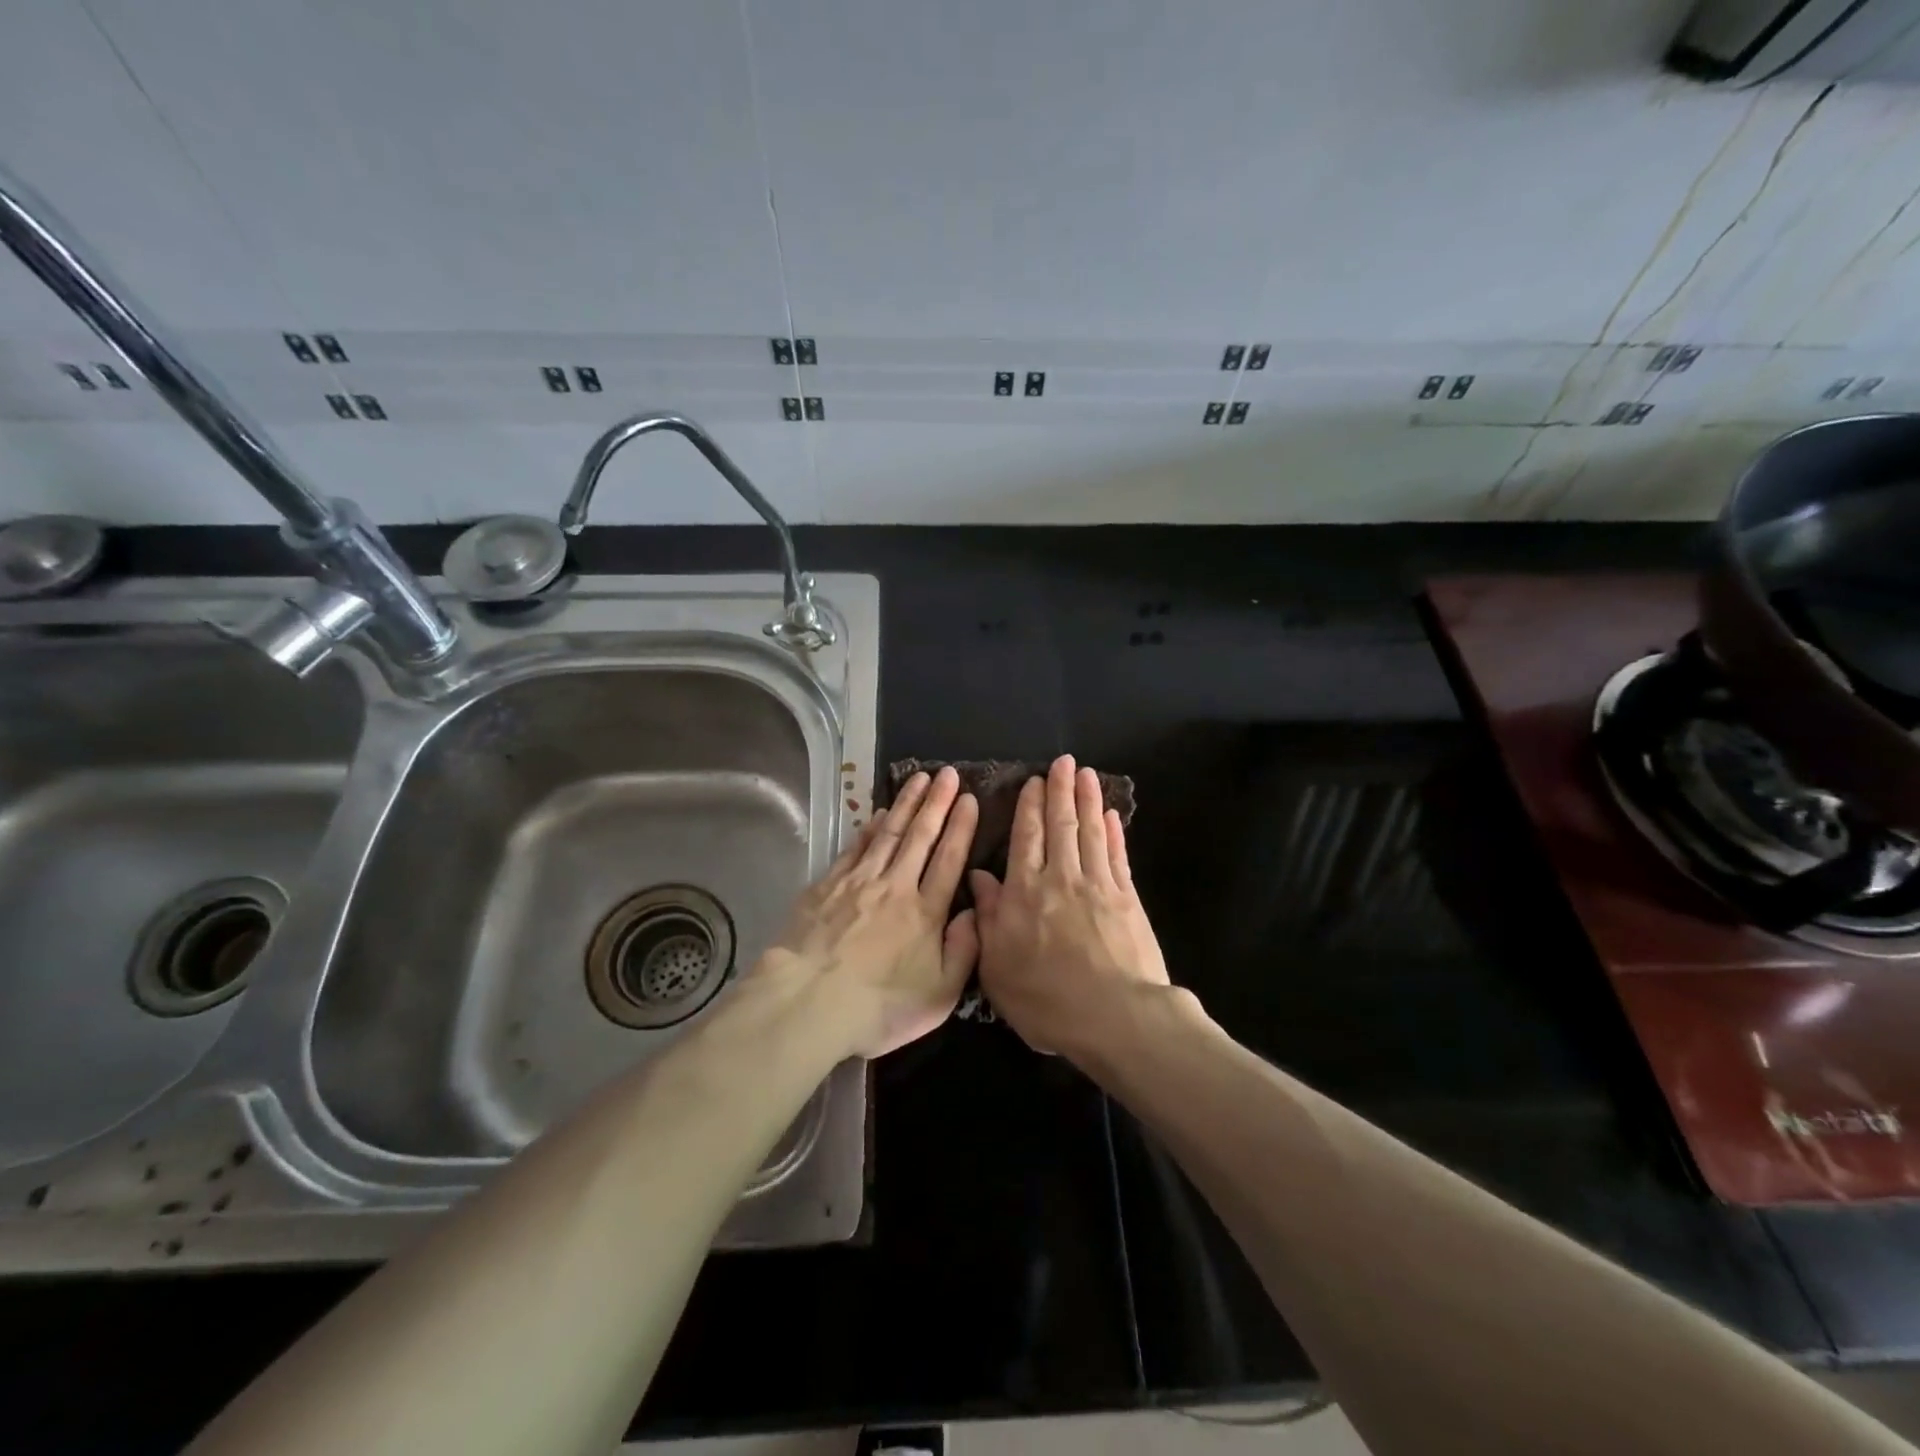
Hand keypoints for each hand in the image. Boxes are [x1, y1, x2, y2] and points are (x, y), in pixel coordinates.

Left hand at [757, 767, 979, 1058]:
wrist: (808, 1002)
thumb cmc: (878, 1007)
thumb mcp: (939, 996)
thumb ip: (964, 951)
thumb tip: (975, 913)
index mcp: (926, 912)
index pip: (949, 859)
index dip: (961, 827)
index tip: (969, 798)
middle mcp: (896, 886)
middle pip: (921, 837)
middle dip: (937, 802)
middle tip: (948, 773)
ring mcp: (859, 882)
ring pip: (889, 834)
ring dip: (906, 804)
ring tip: (919, 779)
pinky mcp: (828, 885)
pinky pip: (855, 848)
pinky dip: (869, 828)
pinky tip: (878, 814)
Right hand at [971, 755, 1169, 1057]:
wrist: (1114, 1016)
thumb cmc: (1046, 999)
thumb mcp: (996, 967)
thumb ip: (988, 917)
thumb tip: (978, 876)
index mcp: (1024, 892)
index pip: (1026, 837)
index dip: (1029, 806)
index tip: (1033, 781)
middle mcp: (1060, 878)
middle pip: (1060, 825)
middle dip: (1060, 791)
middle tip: (1063, 762)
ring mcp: (1098, 885)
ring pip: (1090, 831)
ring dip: (1087, 800)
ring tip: (1086, 774)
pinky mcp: (1127, 899)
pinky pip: (1117, 856)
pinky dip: (1113, 833)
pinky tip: (1112, 816)